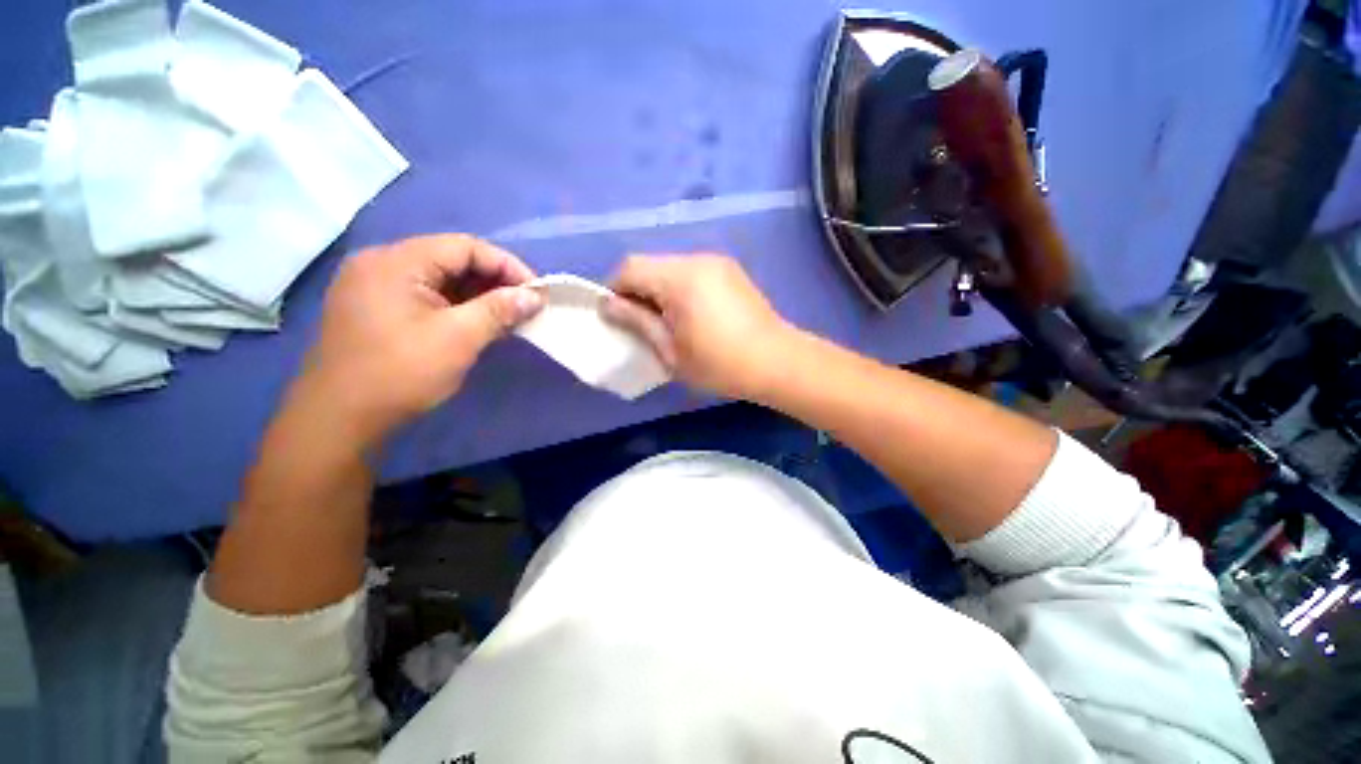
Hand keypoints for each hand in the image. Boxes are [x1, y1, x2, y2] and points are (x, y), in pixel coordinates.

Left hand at [292, 234, 542, 444]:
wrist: (339, 419)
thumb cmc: (400, 372)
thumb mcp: (459, 338)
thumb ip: (499, 310)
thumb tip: (534, 296)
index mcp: (396, 262)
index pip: (464, 247)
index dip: (507, 265)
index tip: (536, 291)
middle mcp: (382, 264)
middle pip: (451, 259)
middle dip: (494, 281)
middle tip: (524, 305)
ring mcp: (375, 287)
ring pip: (440, 279)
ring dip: (478, 295)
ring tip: (508, 317)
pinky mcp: (377, 309)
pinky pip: (427, 296)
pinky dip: (457, 306)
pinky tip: (479, 324)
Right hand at [603, 254, 795, 399]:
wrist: (777, 362)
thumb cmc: (720, 365)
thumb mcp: (671, 351)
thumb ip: (637, 323)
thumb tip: (608, 305)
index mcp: (680, 278)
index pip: (630, 268)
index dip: (614, 290)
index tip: (617, 318)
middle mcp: (697, 259)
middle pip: (650, 264)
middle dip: (637, 291)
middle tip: (643, 325)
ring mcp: (717, 262)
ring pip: (671, 268)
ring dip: (659, 290)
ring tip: (669, 323)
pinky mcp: (730, 270)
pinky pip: (692, 272)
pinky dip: (681, 289)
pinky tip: (693, 316)